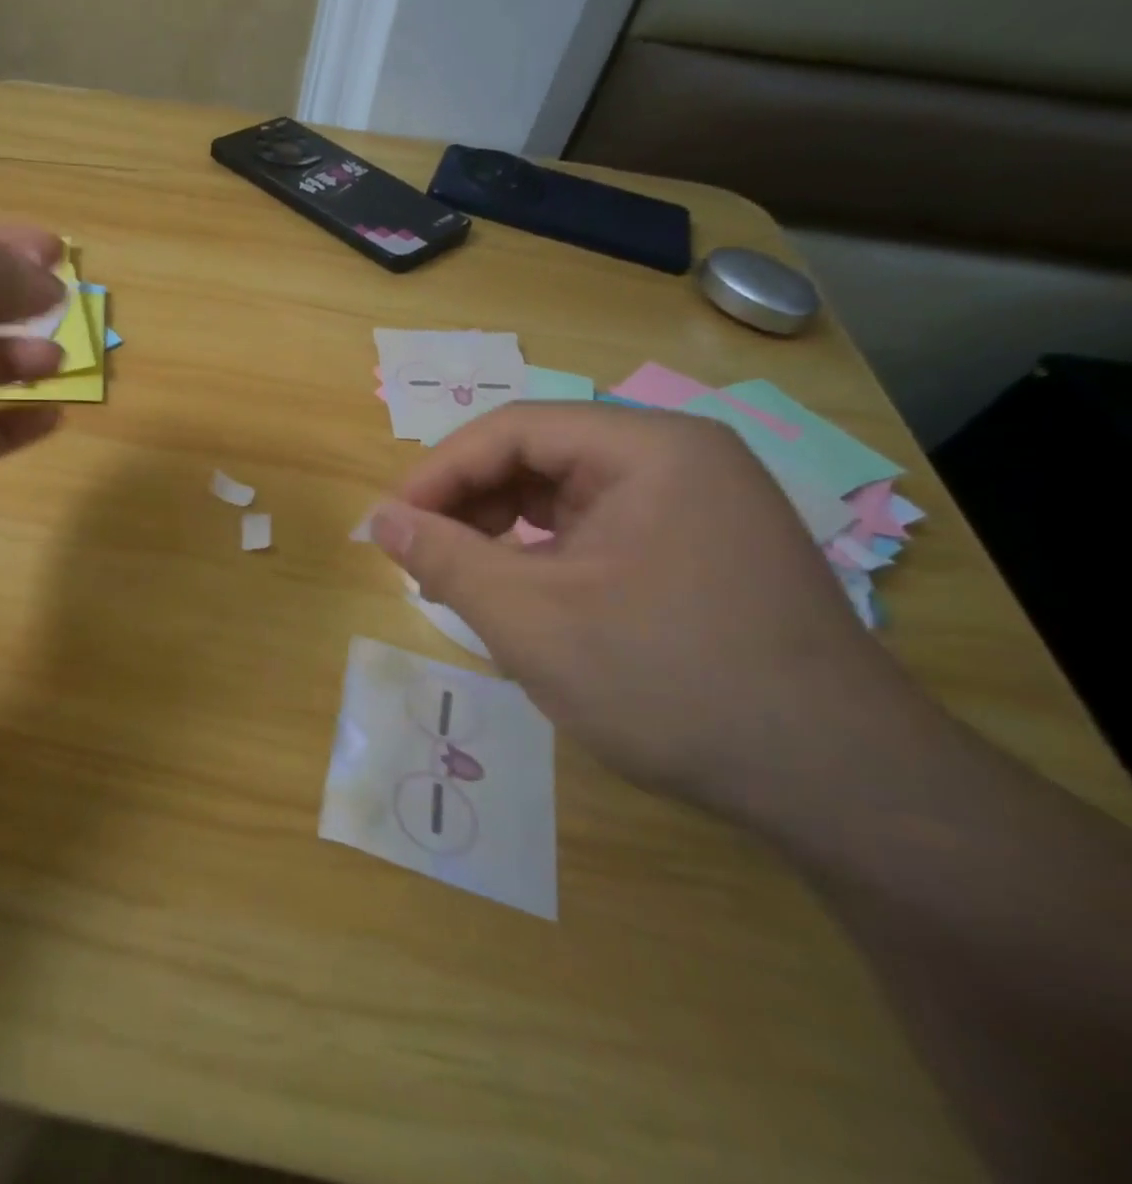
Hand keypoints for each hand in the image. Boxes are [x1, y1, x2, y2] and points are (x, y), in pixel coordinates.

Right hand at [370, 403, 922, 819]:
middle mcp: (678, 460)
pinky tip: (521, 597)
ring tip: (461, 580)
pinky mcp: (698, 551)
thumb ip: (445, 559)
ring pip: (565, 496)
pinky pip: (597, 531)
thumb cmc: (670, 683)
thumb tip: (377, 519)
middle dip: (469, 503)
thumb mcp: (533, 620)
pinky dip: (544, 556)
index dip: (439, 472)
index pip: (514, 429)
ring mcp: (696, 507)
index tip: (389, 525)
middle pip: (540, 456)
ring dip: (501, 530)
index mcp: (649, 449)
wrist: (840, 787)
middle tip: (421, 557)